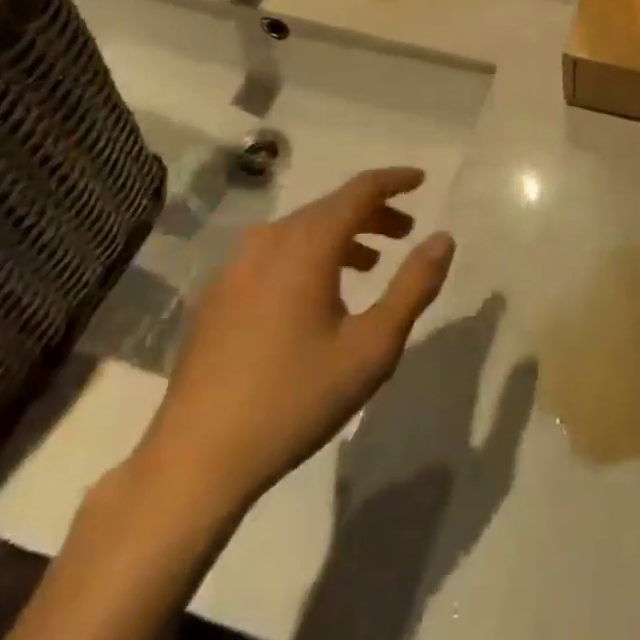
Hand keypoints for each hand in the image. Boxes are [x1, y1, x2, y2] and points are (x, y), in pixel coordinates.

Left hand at [138, 168, 454, 512]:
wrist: (196, 459)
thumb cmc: (296, 398)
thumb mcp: (372, 347)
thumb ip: (414, 286)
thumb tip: (444, 238)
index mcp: (308, 242)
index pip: (359, 190)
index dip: (394, 180)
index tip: (421, 180)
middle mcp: (269, 239)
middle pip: (330, 208)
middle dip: (372, 214)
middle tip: (405, 233)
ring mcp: (236, 265)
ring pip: (301, 231)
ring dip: (341, 237)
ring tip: (369, 265)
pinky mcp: (217, 294)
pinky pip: (274, 254)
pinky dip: (307, 256)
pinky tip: (316, 295)